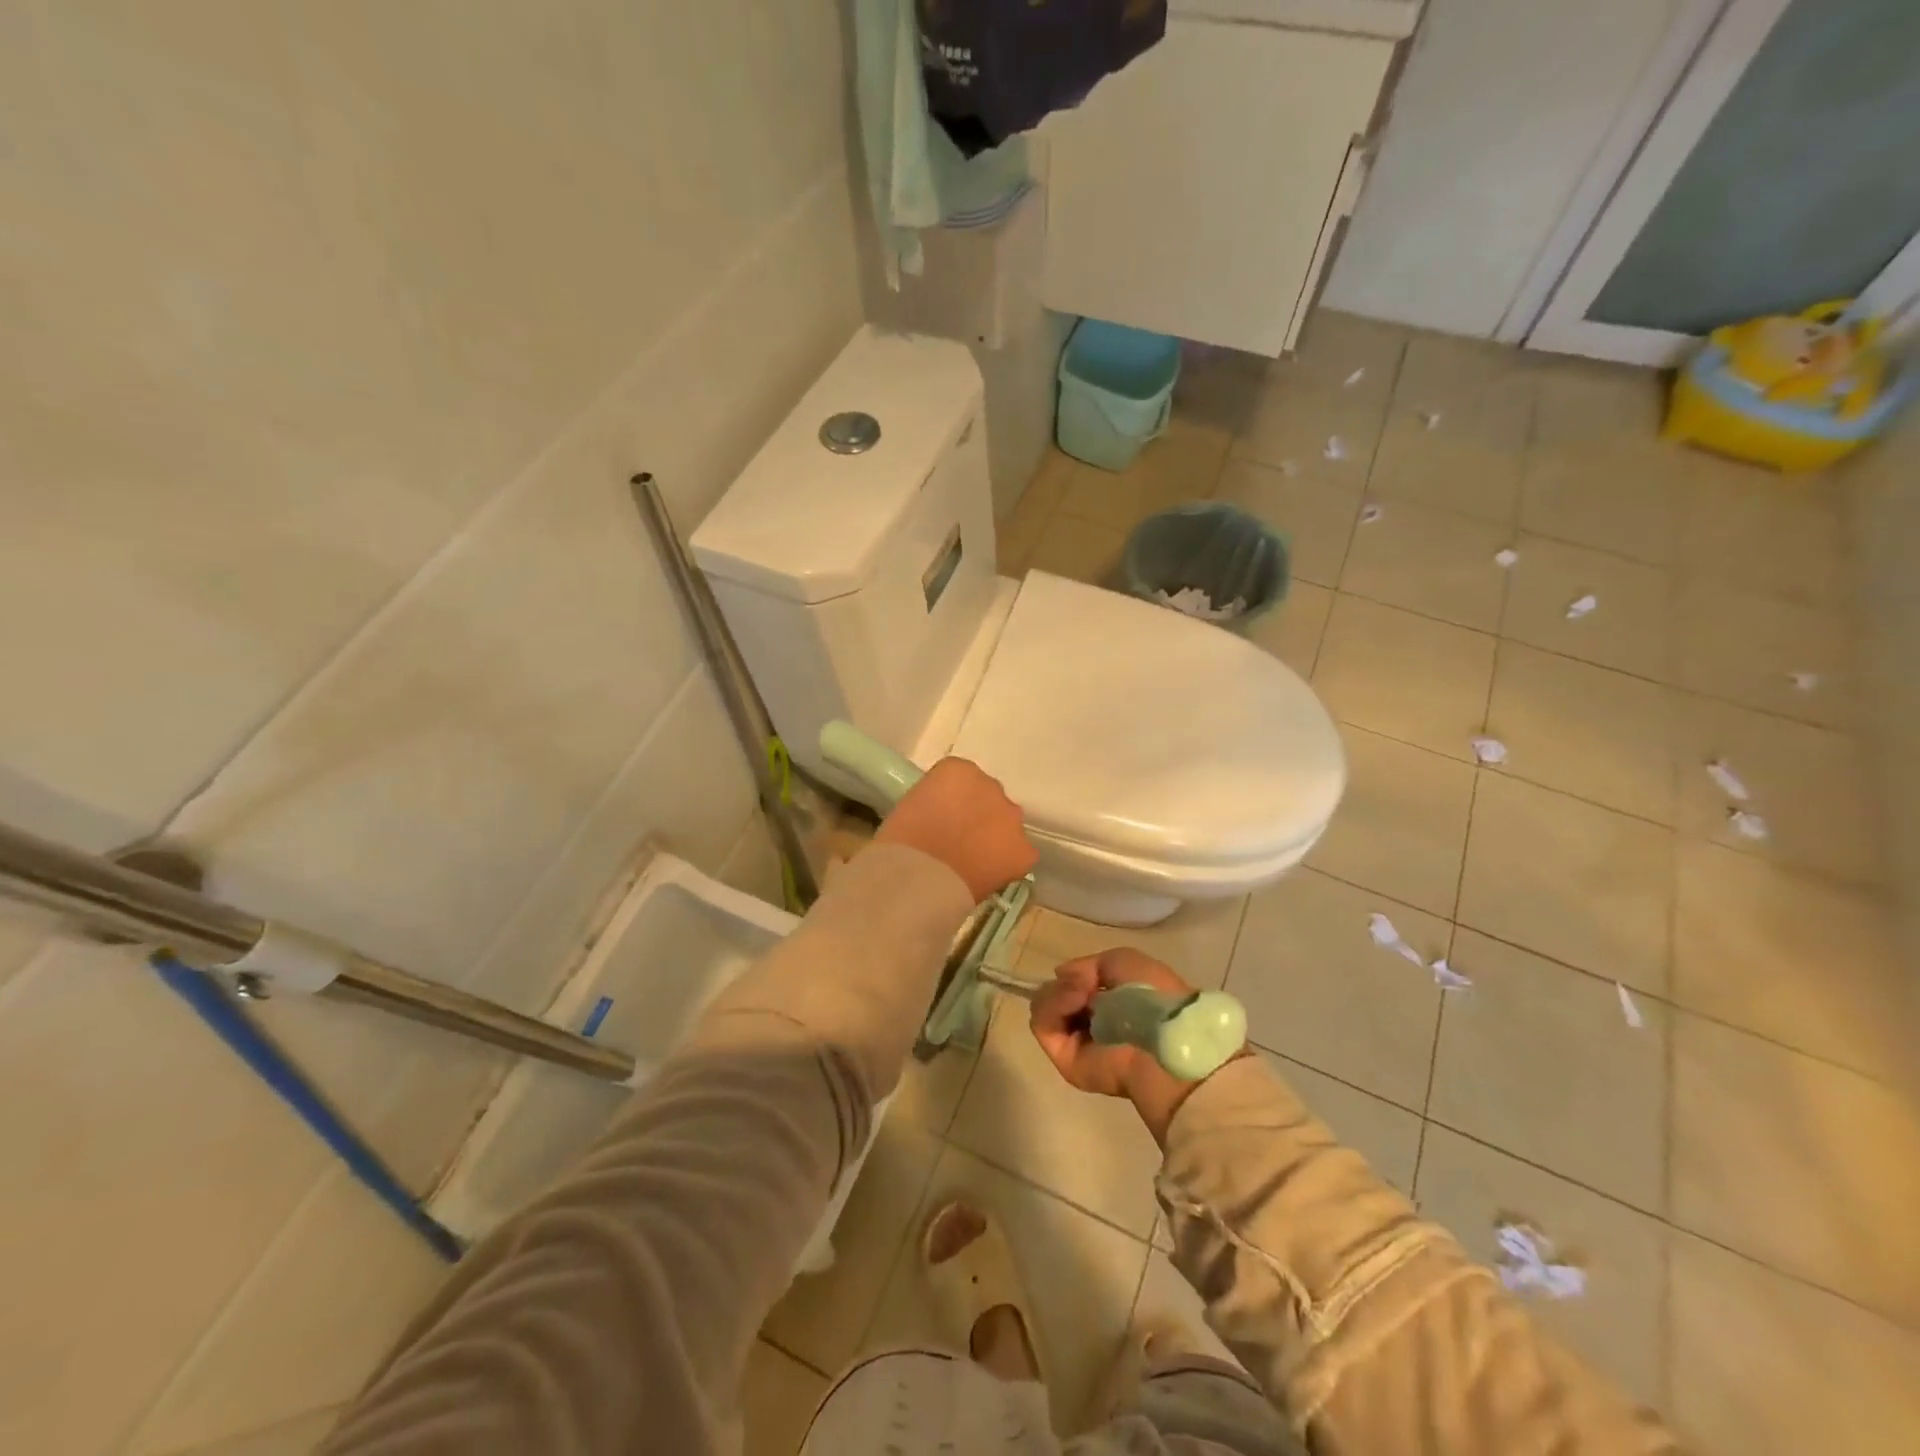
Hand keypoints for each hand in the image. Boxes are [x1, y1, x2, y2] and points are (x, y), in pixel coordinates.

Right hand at [873, 757, 1037, 902]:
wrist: (918, 878)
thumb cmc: (900, 842)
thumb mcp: (911, 805)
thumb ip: (935, 801)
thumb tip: (945, 816)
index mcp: (957, 769)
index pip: (961, 780)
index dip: (950, 803)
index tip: (939, 821)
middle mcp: (991, 785)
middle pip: (988, 798)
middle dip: (977, 817)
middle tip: (957, 841)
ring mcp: (1010, 817)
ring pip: (1006, 824)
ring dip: (995, 837)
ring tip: (972, 863)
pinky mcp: (1023, 850)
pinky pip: (1019, 854)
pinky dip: (1007, 864)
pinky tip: (987, 876)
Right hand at [1029, 948, 1211, 1141]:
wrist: (1162, 1037)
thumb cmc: (1151, 994)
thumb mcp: (1122, 961)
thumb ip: (1087, 964)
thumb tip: (1059, 975)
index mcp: (1109, 1004)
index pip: (1072, 986)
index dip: (1074, 976)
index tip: (1087, 974)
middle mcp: (1090, 1023)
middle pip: (1053, 995)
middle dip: (1065, 984)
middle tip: (1086, 984)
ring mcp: (1075, 1041)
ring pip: (1043, 1007)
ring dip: (1058, 992)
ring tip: (1082, 992)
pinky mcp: (1064, 1059)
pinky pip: (1042, 1025)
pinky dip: (1052, 1006)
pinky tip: (1075, 1000)